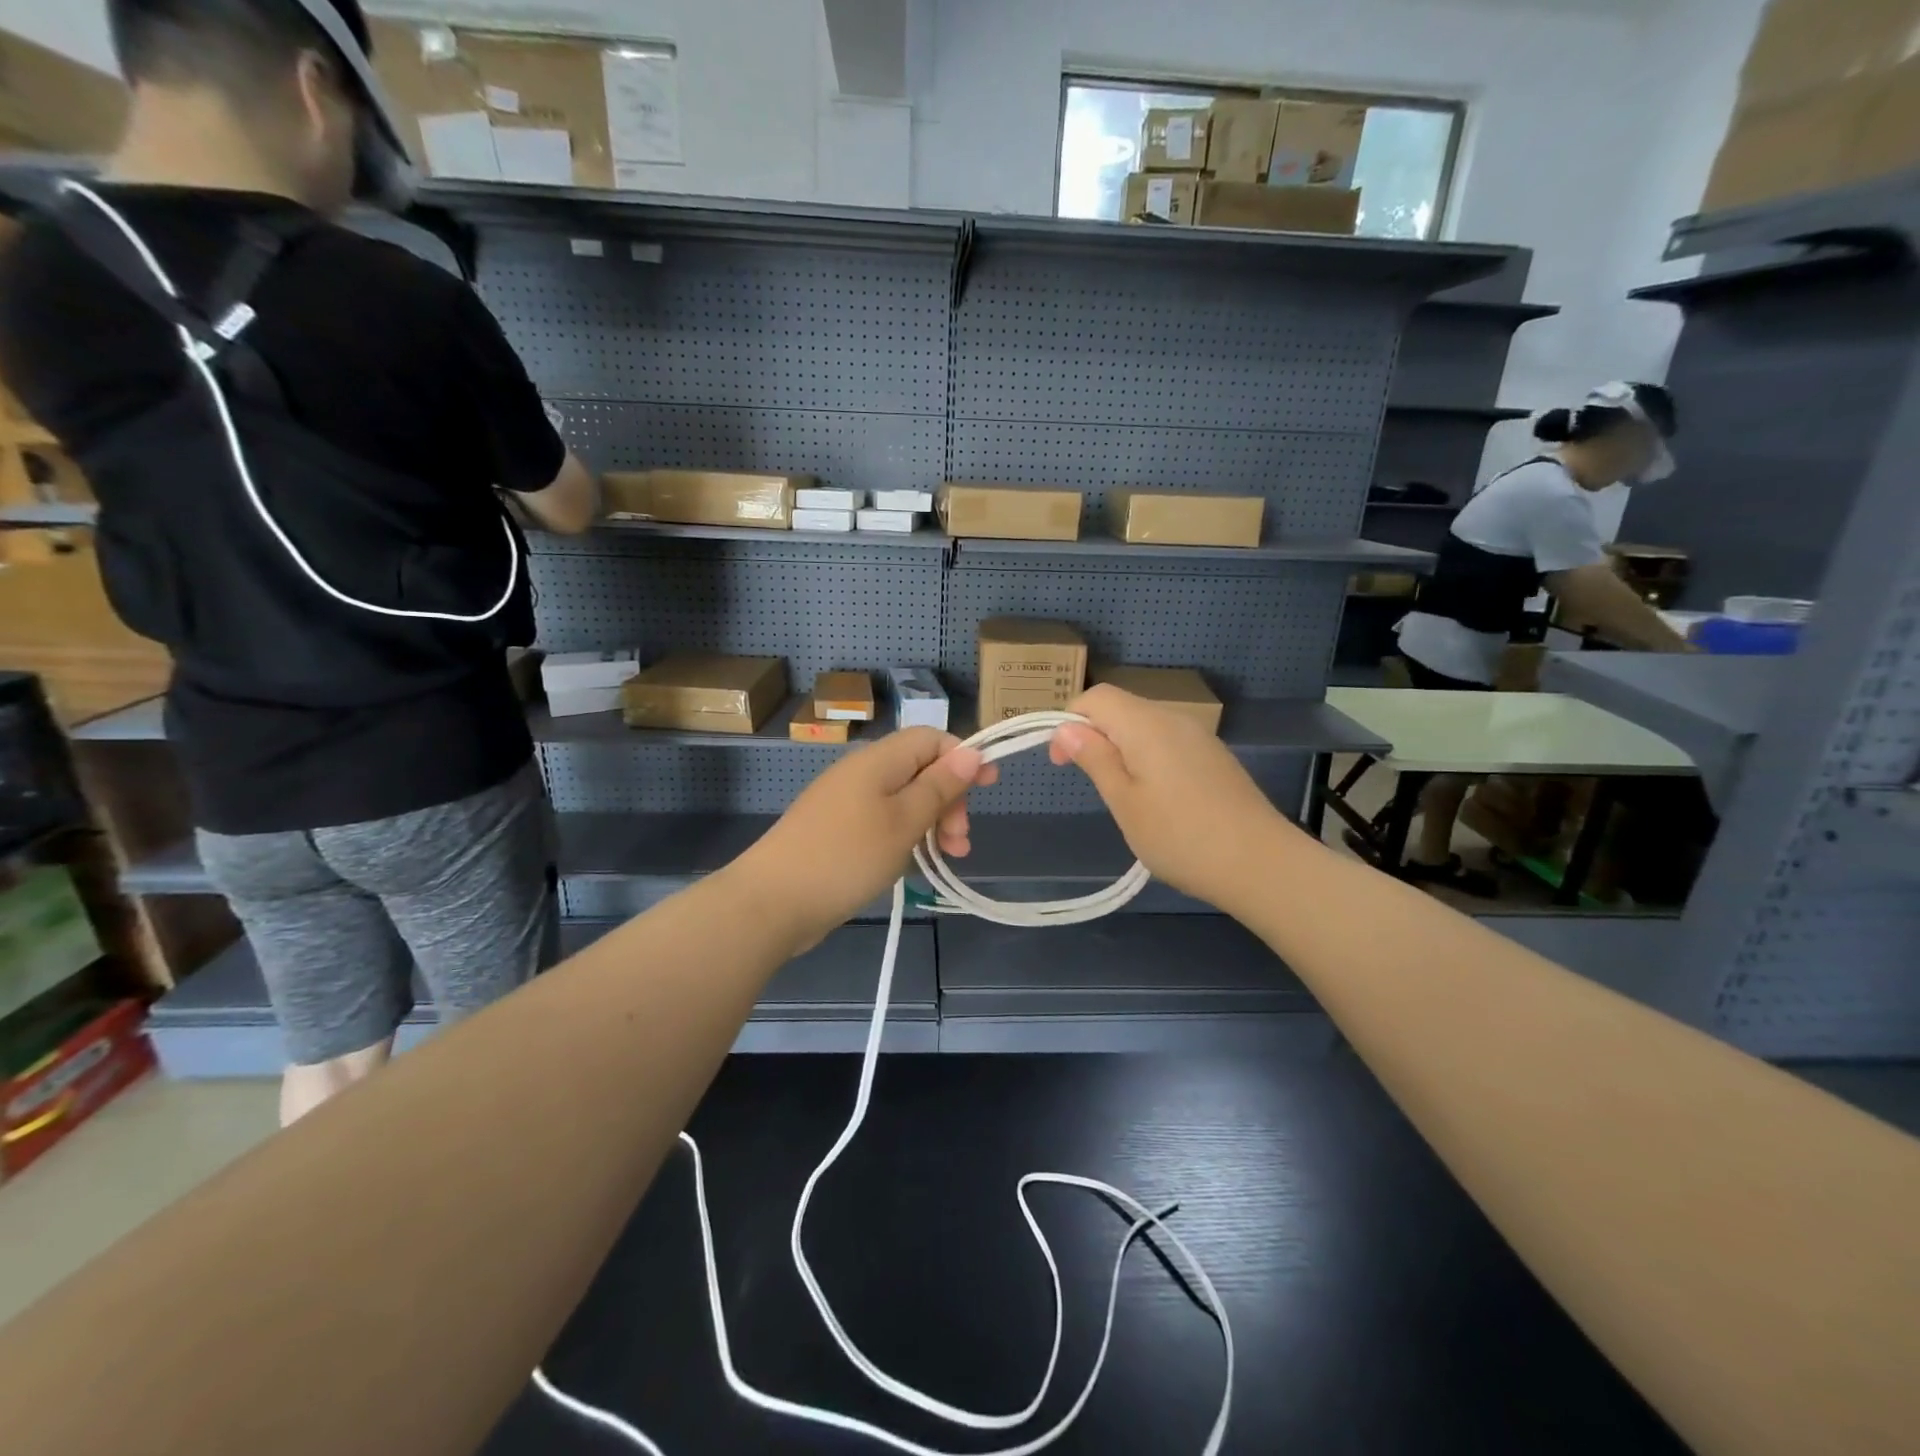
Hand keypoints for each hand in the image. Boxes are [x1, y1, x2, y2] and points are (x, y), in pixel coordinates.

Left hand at [735, 728, 997, 952]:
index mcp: (878, 760)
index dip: (963, 757)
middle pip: (920, 770)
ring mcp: (846, 803)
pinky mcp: (837, 831)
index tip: (989, 786)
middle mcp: (862, 773)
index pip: (931, 738)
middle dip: (949, 799)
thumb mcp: (904, 821)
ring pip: (904, 800)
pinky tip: (916, 864)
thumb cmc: (846, 856)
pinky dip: (907, 837)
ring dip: (933, 823)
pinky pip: (884, 822)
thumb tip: (971, 751)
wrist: (772, 902)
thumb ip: (939, 785)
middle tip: (960, 840)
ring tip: (949, 857)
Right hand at [1050, 685, 1292, 910]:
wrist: (1261, 864)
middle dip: (1095, 735)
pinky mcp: (1214, 757)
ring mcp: (1199, 737)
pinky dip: (1148, 758)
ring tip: (1123, 796)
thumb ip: (1095, 758)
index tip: (1061, 762)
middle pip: (1122, 708)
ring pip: (1145, 726)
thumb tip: (1066, 727)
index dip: (1069, 721)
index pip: (1096, 697)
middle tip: (1091, 784)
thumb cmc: (1180, 836)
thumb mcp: (1124, 801)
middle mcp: (1174, 719)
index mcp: (1146, 724)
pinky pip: (1168, 743)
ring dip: (1122, 749)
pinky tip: (1157, 799)